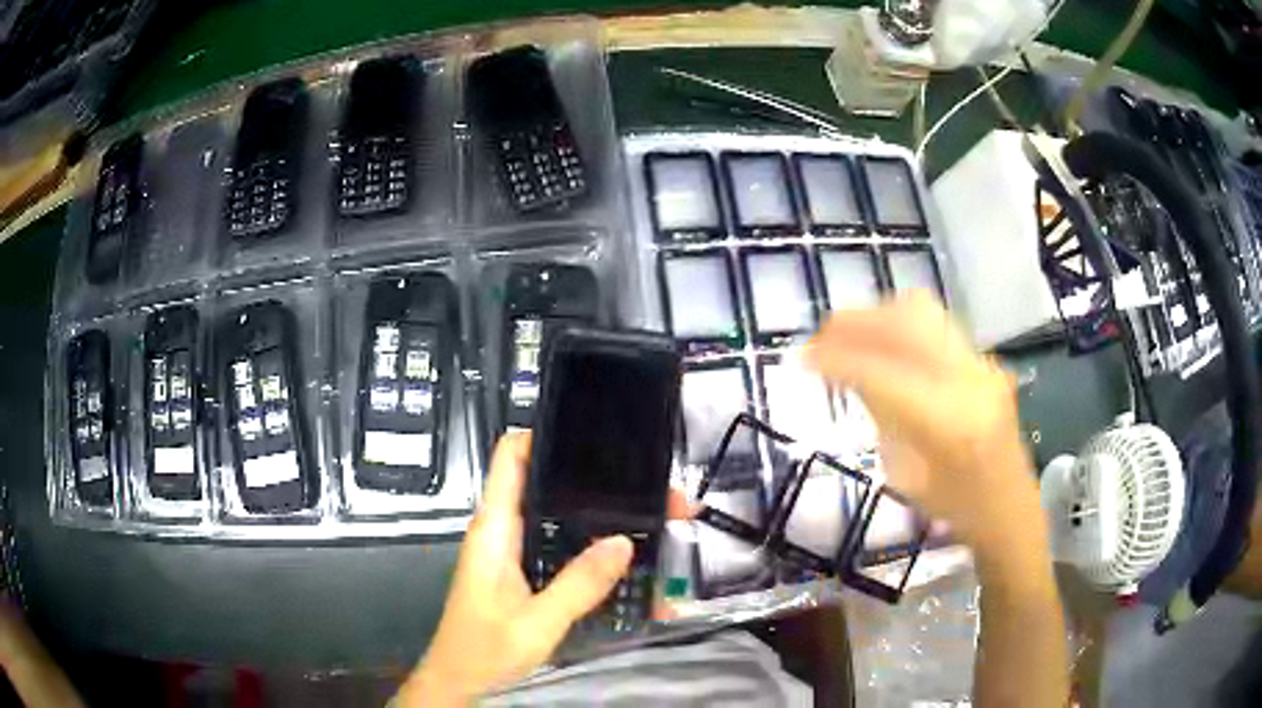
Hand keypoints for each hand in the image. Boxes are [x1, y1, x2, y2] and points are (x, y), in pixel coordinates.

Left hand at [397, 433, 693, 705]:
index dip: (547, 434)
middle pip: (551, 486)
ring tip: (657, 523)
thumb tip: (622, 543)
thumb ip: (578, 584)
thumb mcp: (537, 622)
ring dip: (605, 519)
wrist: (461, 681)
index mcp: (495, 529)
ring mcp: (514, 552)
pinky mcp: (524, 571)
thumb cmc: (485, 650)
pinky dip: (595, 550)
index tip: (597, 434)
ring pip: (563, 519)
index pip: (511, 456)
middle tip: (655, 492)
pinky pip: (563, 548)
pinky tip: (632, 565)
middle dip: (602, 485)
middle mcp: (503, 531)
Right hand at [804, 291, 1043, 560]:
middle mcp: (969, 380)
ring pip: (923, 312)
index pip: (884, 373)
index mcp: (949, 423)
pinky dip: (899, 325)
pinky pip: (935, 326)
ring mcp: (981, 364)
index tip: (802, 357)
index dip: (838, 359)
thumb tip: (852, 372)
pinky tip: (881, 343)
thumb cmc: (957, 510)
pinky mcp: (984, 359)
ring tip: (848, 332)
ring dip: (878, 316)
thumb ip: (883, 416)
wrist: (1011, 508)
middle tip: (822, 334)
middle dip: (857, 321)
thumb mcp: (907, 475)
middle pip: (907, 321)